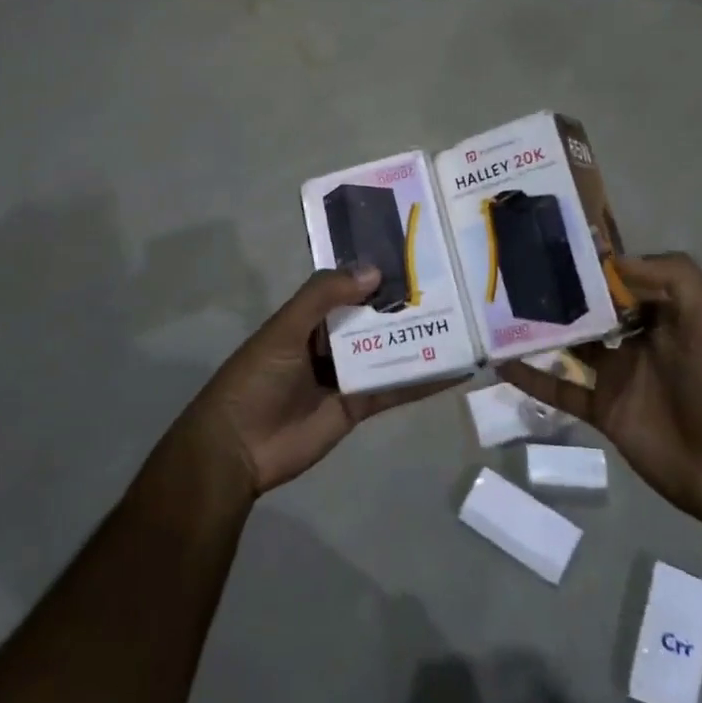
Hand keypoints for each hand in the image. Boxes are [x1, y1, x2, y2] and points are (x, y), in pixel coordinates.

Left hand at [186, 265, 459, 496]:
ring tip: (462, 323)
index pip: (348, 287)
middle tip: (452, 286)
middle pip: (373, 319)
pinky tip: (453, 371)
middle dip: (405, 305)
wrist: (239, 448)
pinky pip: (394, 389)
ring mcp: (346, 374)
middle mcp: (330, 341)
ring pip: (388, 351)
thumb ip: (324, 296)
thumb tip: (374, 270)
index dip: (376, 273)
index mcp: (309, 317)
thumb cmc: (256, 377)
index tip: (415, 255)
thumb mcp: (285, 328)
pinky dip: (422, 381)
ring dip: (418, 340)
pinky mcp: (358, 406)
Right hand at [497, 253, 701, 530]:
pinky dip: (531, 377)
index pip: (619, 278)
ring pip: (569, 344)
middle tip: (513, 273)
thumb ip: (669, 276)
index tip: (550, 244)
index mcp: (661, 313)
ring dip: (538, 330)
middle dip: (558, 291)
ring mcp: (616, 375)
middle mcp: (635, 338)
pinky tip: (501, 363)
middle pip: (589, 308)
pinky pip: (559, 389)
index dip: (590, 263)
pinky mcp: (602, 409)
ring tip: (498, 310)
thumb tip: (607, 261)